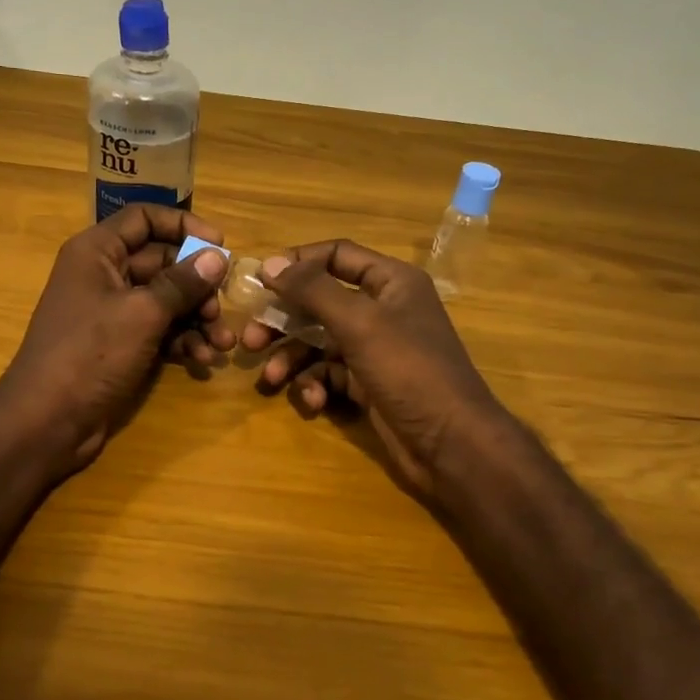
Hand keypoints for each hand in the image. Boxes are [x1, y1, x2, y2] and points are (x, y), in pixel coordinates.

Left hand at [0, 205, 234, 474]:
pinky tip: (203, 361)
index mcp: (97, 252)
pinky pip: (159, 331)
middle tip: (223, 308)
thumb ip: (182, 283)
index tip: (220, 247)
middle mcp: (104, 275)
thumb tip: (217, 257)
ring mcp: (112, 313)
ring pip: (165, 301)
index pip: (144, 219)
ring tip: (222, 343)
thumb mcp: (142, 314)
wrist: (48, 421)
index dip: (183, 226)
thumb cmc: (90, 354)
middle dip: (198, 285)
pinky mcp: (120, 345)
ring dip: (197, 319)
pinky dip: (182, 342)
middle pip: (162, 263)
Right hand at [240, 240, 505, 494]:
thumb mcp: (359, 323)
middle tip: (249, 338)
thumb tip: (270, 263)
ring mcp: (375, 349)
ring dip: (291, 358)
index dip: (297, 262)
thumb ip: (313, 290)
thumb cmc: (409, 370)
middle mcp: (383, 309)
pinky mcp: (368, 384)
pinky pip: (329, 374)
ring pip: (318, 342)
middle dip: (283, 320)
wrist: (450, 444)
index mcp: (391, 282)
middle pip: (319, 302)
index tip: (259, 280)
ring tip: (269, 379)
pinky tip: (312, 401)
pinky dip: (315, 385)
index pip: (336, 255)